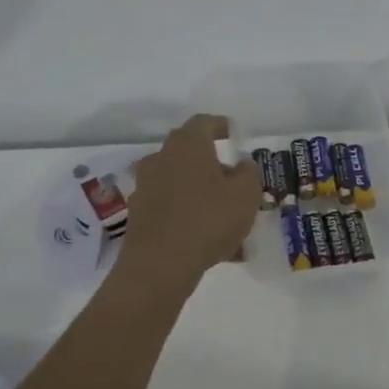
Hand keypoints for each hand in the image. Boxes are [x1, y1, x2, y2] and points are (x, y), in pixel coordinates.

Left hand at [116, 114, 262, 288]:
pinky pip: (175, 211)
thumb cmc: (208, 219)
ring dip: (205, 197)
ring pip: (184, 186)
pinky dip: (193, 220)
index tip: (233, 134)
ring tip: (232, 224)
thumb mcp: (246, 193)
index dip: (221, 126)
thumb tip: (241, 165)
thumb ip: (248, 172)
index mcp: (187, 145)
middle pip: (190, 154)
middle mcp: (161, 159)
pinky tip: (217, 248)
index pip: (204, 123)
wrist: (160, 265)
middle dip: (214, 166)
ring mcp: (146, 188)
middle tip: (235, 182)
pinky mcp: (140, 217)